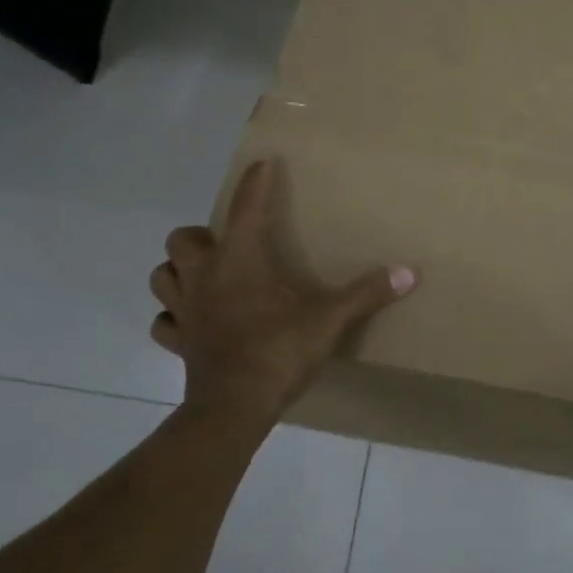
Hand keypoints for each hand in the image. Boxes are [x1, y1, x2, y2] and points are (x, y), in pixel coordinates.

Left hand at [150, 158, 416, 424]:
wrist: (234, 408)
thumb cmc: (278, 351)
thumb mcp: (329, 319)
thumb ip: (367, 293)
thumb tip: (410, 272)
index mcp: (239, 260)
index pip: (246, 208)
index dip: (256, 183)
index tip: (264, 163)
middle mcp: (204, 277)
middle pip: (182, 239)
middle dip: (201, 236)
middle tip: (228, 245)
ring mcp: (186, 311)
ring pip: (163, 276)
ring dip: (179, 271)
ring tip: (205, 276)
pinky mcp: (179, 343)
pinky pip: (164, 322)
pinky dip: (175, 315)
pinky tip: (193, 320)